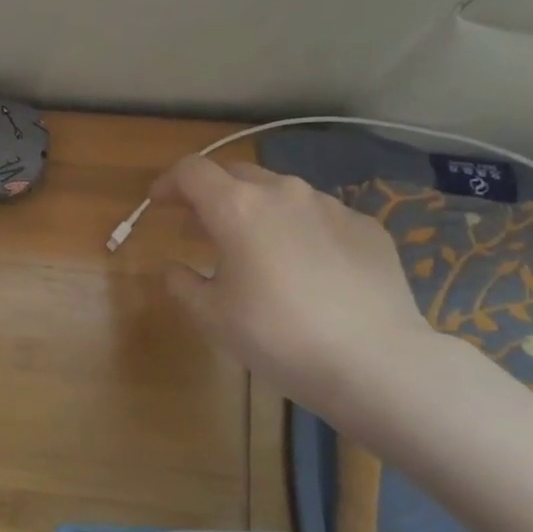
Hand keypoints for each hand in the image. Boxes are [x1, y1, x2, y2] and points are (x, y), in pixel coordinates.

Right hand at [153, 156, 436, 414]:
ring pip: (280, 194)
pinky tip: (305, 269)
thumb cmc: (277, 335)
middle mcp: (283, 193)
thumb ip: (181, 284)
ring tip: (254, 251)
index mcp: (237, 208)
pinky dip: (298, 230)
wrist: (374, 360)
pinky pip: (319, 217)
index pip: (190, 171)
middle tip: (199, 231)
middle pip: (235, 175)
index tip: (158, 204)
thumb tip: (173, 268)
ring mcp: (330, 206)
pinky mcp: (366, 226)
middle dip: (210, 196)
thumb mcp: (211, 316)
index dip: (168, 183)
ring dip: (255, 211)